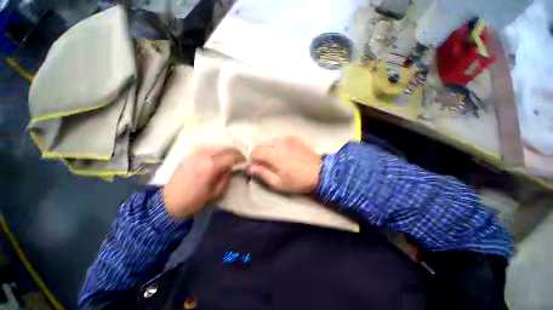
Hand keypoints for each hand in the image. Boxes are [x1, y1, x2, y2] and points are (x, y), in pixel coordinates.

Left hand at [163, 147, 244, 218]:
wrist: (169, 202)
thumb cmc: (195, 200)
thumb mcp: (216, 191)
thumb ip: (226, 176)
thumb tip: (233, 167)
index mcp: (212, 166)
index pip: (232, 156)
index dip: (241, 158)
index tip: (246, 162)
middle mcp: (204, 155)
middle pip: (226, 148)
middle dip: (236, 153)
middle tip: (240, 159)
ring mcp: (196, 153)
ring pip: (218, 146)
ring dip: (227, 151)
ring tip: (231, 157)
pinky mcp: (191, 154)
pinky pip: (209, 148)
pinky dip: (218, 151)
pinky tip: (219, 157)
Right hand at [248, 136, 321, 193]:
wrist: (321, 172)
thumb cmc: (298, 181)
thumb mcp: (278, 183)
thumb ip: (262, 174)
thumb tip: (249, 168)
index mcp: (274, 154)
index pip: (255, 152)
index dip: (253, 160)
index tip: (258, 168)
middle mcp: (279, 142)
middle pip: (261, 145)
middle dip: (260, 154)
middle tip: (266, 165)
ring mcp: (287, 139)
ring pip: (270, 142)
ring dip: (268, 150)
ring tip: (276, 160)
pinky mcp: (294, 138)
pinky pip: (279, 140)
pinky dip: (277, 146)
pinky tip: (285, 154)